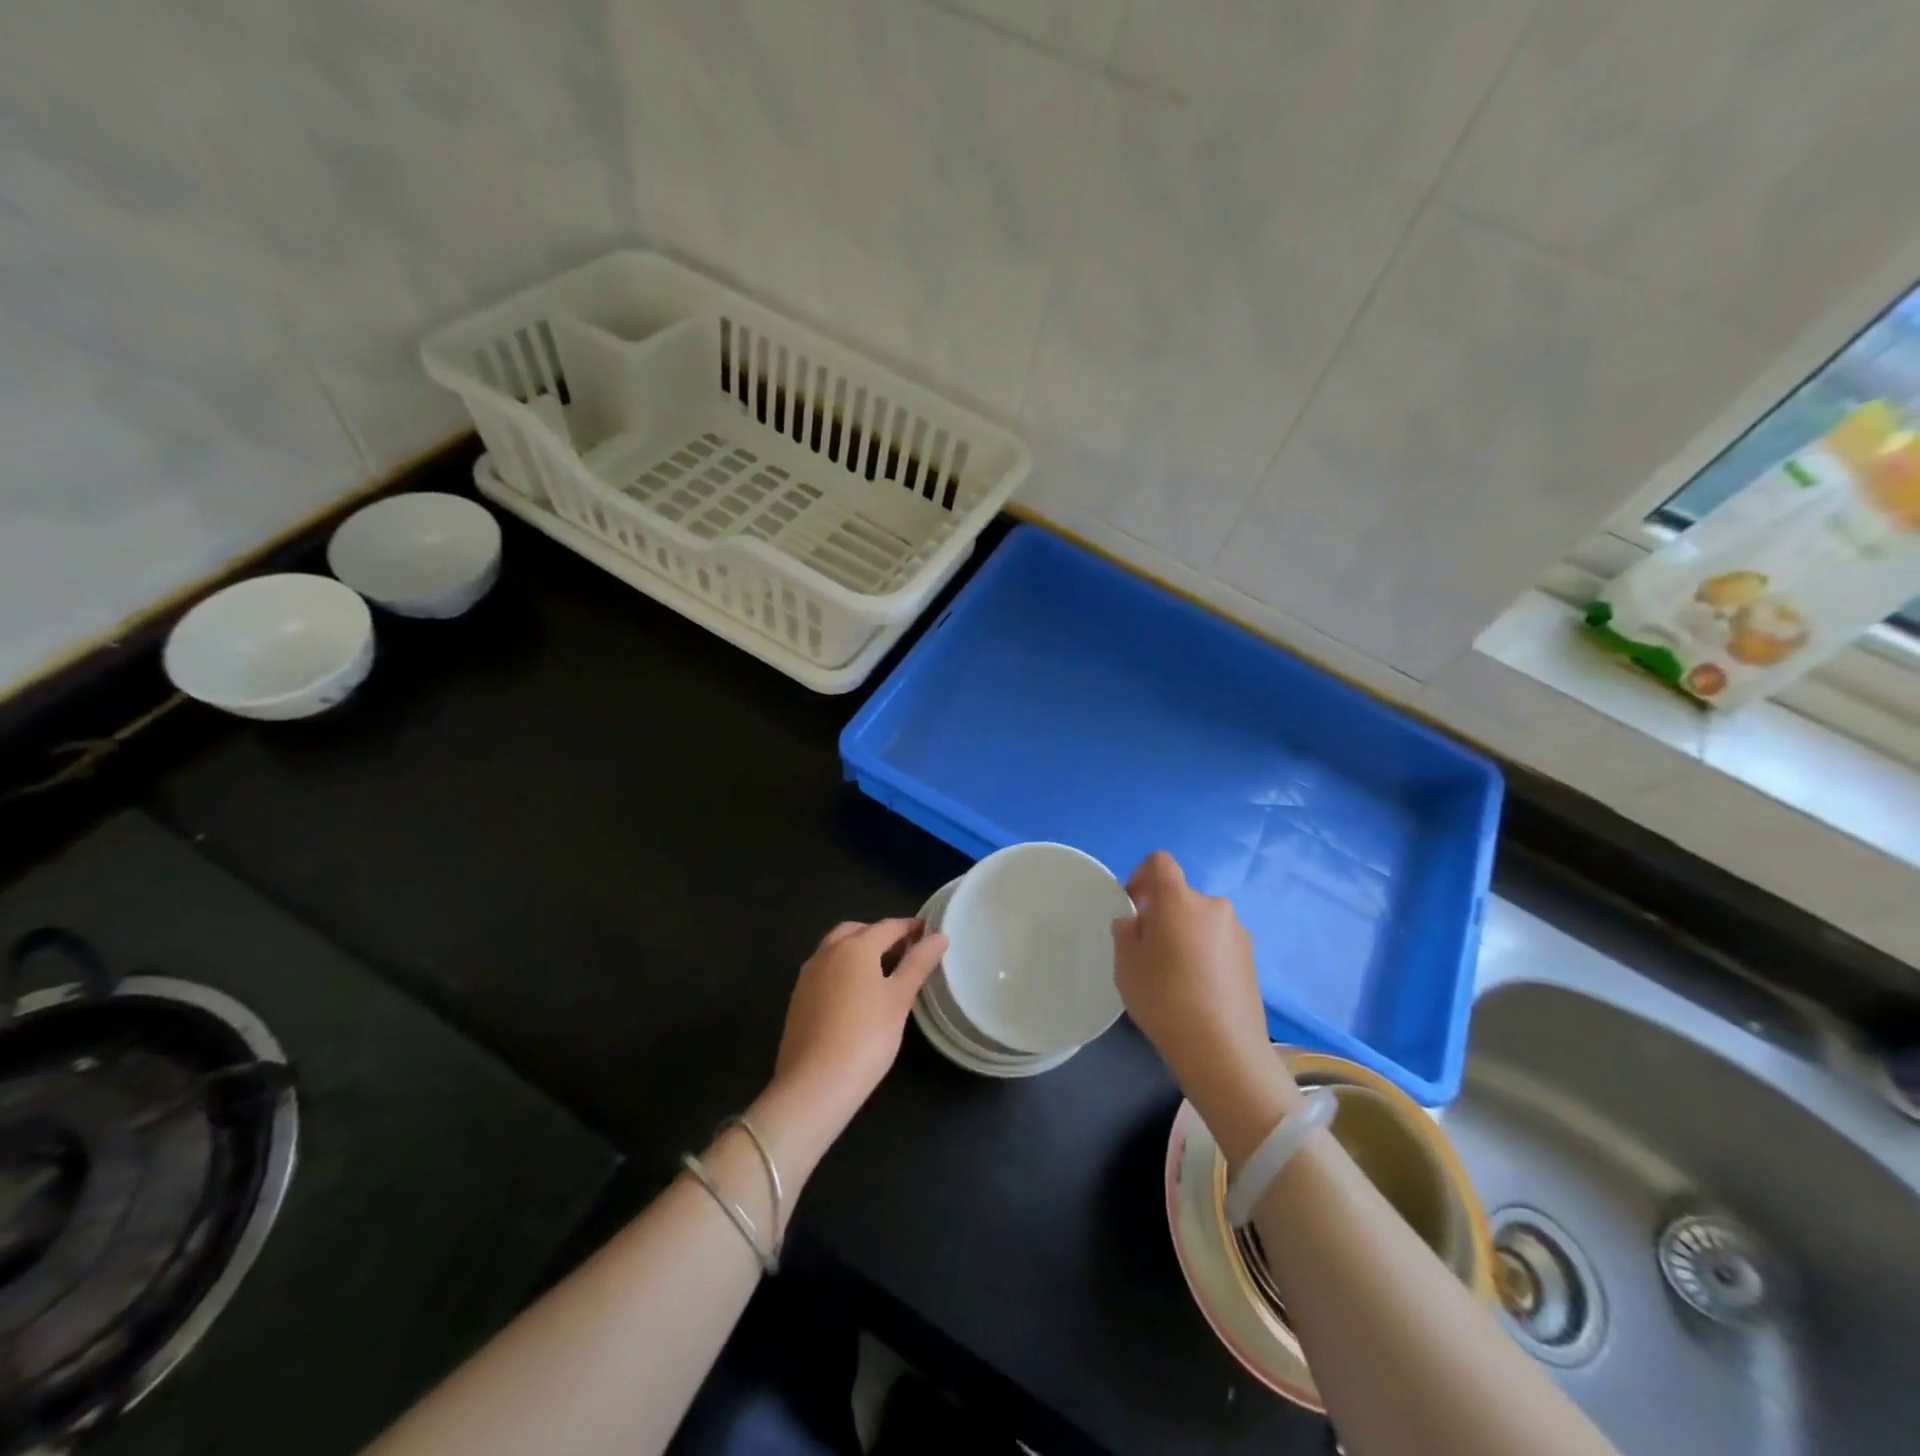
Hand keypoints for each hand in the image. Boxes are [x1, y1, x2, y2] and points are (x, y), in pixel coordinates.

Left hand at [770, 918, 945, 1134]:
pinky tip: (855, 994)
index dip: (909, 927)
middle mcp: (828, 952)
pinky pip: (824, 970)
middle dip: (879, 934)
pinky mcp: (798, 998)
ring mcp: (808, 975)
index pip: (888, 927)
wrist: (814, 1084)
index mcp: (855, 947)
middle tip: (903, 950)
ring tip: (881, 971)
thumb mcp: (899, 999)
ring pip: (836, 948)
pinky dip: (842, 969)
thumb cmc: (866, 1037)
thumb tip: (939, 936)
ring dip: (857, 949)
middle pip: (856, 931)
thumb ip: (918, 964)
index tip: (927, 931)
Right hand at [1112, 852, 1300, 1162]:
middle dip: (1162, 913)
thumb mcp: (1126, 964)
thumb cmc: (1163, 997)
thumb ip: (1126, 933)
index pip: (1159, 862)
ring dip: (1185, 934)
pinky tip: (1196, 989)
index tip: (1132, 904)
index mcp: (1178, 899)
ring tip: (1174, 974)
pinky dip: (1204, 954)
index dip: (1141, 875)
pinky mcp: (1252, 959)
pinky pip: (1218, 943)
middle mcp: (1212, 905)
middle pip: (1181, 896)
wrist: (1222, 1049)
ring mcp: (1237, 932)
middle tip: (1148, 950)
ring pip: (1201, 921)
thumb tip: (1135, 922)